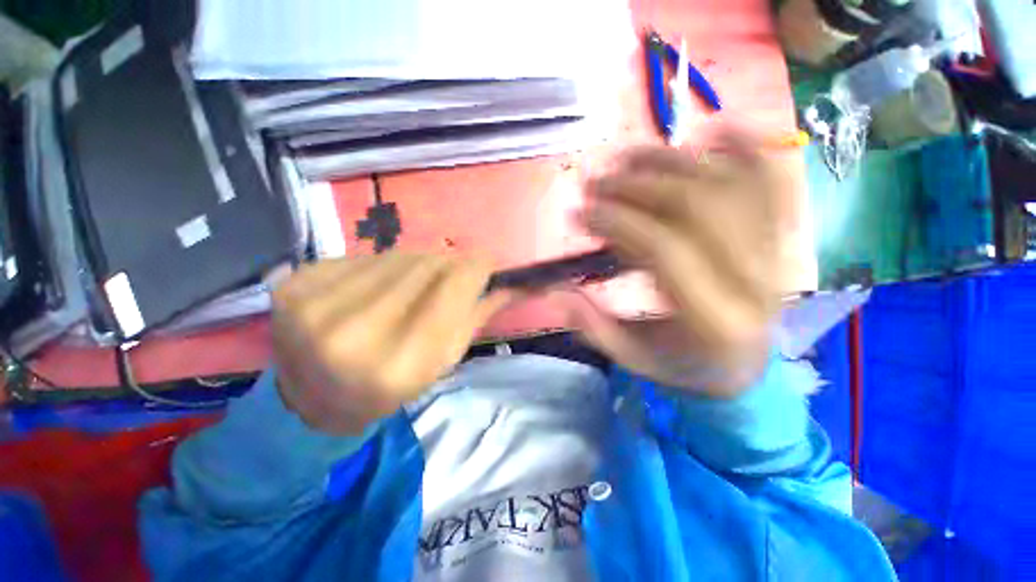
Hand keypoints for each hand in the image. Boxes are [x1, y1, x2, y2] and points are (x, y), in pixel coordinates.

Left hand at [271, 253, 510, 434]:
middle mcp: (351, 334)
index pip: (451, 289)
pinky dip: (381, 267)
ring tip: (414, 284)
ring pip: (396, 257)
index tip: (488, 261)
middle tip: (455, 273)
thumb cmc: (391, 387)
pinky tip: (376, 288)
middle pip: (425, 266)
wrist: (313, 401)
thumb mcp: (443, 361)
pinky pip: (362, 257)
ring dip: (417, 265)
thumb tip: (514, 283)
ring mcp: (314, 305)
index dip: (476, 267)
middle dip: (449, 265)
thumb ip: (478, 315)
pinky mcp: (295, 285)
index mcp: (396, 366)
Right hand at [567, 131, 781, 396]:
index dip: (617, 222)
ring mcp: (774, 253)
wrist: (742, 368)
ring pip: (730, 184)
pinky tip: (716, 126)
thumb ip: (594, 327)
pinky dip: (748, 147)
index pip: (664, 249)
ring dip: (673, 160)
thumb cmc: (682, 366)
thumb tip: (558, 291)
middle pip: (696, 206)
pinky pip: (772, 182)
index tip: (580, 212)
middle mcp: (752, 279)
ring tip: (629, 156)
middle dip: (636, 185)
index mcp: (712, 319)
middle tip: (595, 181)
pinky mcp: (778, 237)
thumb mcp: (631, 359)